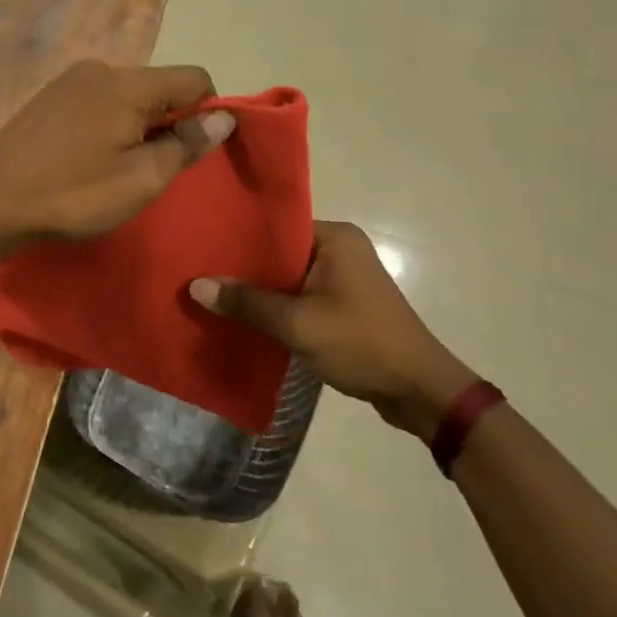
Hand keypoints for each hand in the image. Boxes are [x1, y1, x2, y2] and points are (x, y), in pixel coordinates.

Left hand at [0, 61, 232, 246]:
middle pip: (159, 85)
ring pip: (128, 94)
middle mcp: (100, 68)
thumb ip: (186, 145)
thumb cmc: (73, 194)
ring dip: (138, 125)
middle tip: (151, 168)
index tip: (190, 152)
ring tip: (117, 167)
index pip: (194, 77)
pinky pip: (99, 100)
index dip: (206, 113)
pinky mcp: (49, 96)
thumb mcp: (140, 180)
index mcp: (128, 83)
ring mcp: (70, 80)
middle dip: (169, 121)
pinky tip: (89, 157)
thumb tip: (225, 118)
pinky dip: (109, 123)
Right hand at [190, 221, 477, 438]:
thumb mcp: (297, 324)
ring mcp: (345, 276)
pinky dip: (279, 306)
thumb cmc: (361, 344)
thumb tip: (196, 286)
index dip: (239, 238)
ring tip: (214, 295)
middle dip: (245, 267)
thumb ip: (246, 303)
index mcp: (335, 237)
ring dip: (260, 290)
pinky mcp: (346, 302)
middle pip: (280, 251)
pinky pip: (301, 295)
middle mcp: (341, 247)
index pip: (276, 225)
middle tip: (200, 272)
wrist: (420, 391)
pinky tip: (247, 318)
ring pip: (289, 276)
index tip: (202, 247)